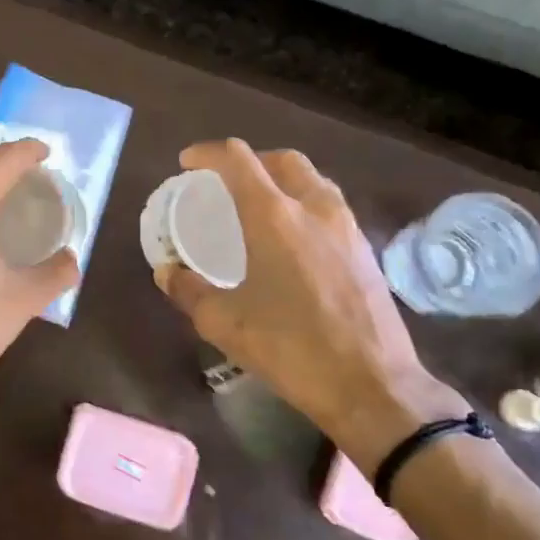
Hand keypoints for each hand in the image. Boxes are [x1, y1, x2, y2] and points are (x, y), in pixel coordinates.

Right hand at [154, 140, 466, 472]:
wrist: (372, 385)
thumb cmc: (292, 350)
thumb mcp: (225, 324)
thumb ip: (189, 291)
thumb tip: (167, 273)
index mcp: (275, 217)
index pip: (238, 160)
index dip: (208, 153)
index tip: (187, 163)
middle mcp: (315, 208)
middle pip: (282, 160)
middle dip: (250, 160)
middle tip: (225, 181)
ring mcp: (347, 226)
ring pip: (312, 180)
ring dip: (281, 179)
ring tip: (259, 204)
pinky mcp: (365, 249)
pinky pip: (330, 206)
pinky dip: (304, 203)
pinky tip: (293, 237)